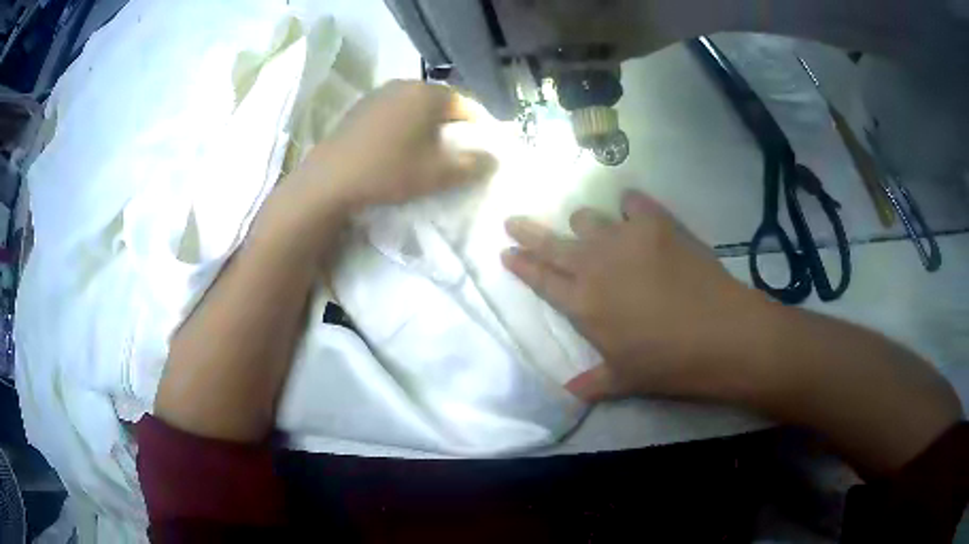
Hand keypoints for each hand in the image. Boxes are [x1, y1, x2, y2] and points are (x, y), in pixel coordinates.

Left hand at [292, 80, 493, 212]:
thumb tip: (493, 159)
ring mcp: (379, 93)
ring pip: (415, 104)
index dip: (479, 124)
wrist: (329, 179)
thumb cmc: (388, 171)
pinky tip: (398, 144)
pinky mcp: (360, 106)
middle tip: (458, 147)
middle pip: (440, 101)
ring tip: (429, 146)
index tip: (483, 145)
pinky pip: (394, 110)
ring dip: (427, 122)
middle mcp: (405, 84)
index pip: (466, 104)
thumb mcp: (437, 174)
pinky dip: (404, 123)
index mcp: (427, 94)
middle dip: (453, 122)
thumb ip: (471, 166)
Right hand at [502, 190, 770, 402]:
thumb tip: (568, 395)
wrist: (721, 334)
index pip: (540, 278)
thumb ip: (591, 384)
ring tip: (593, 232)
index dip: (520, 263)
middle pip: (551, 243)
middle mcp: (594, 265)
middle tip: (514, 221)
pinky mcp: (656, 221)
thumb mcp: (624, 380)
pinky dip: (630, 207)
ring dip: (584, 226)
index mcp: (582, 305)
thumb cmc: (668, 363)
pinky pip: (631, 202)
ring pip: (587, 218)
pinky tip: (635, 215)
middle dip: (528, 231)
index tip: (506, 250)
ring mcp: (624, 238)